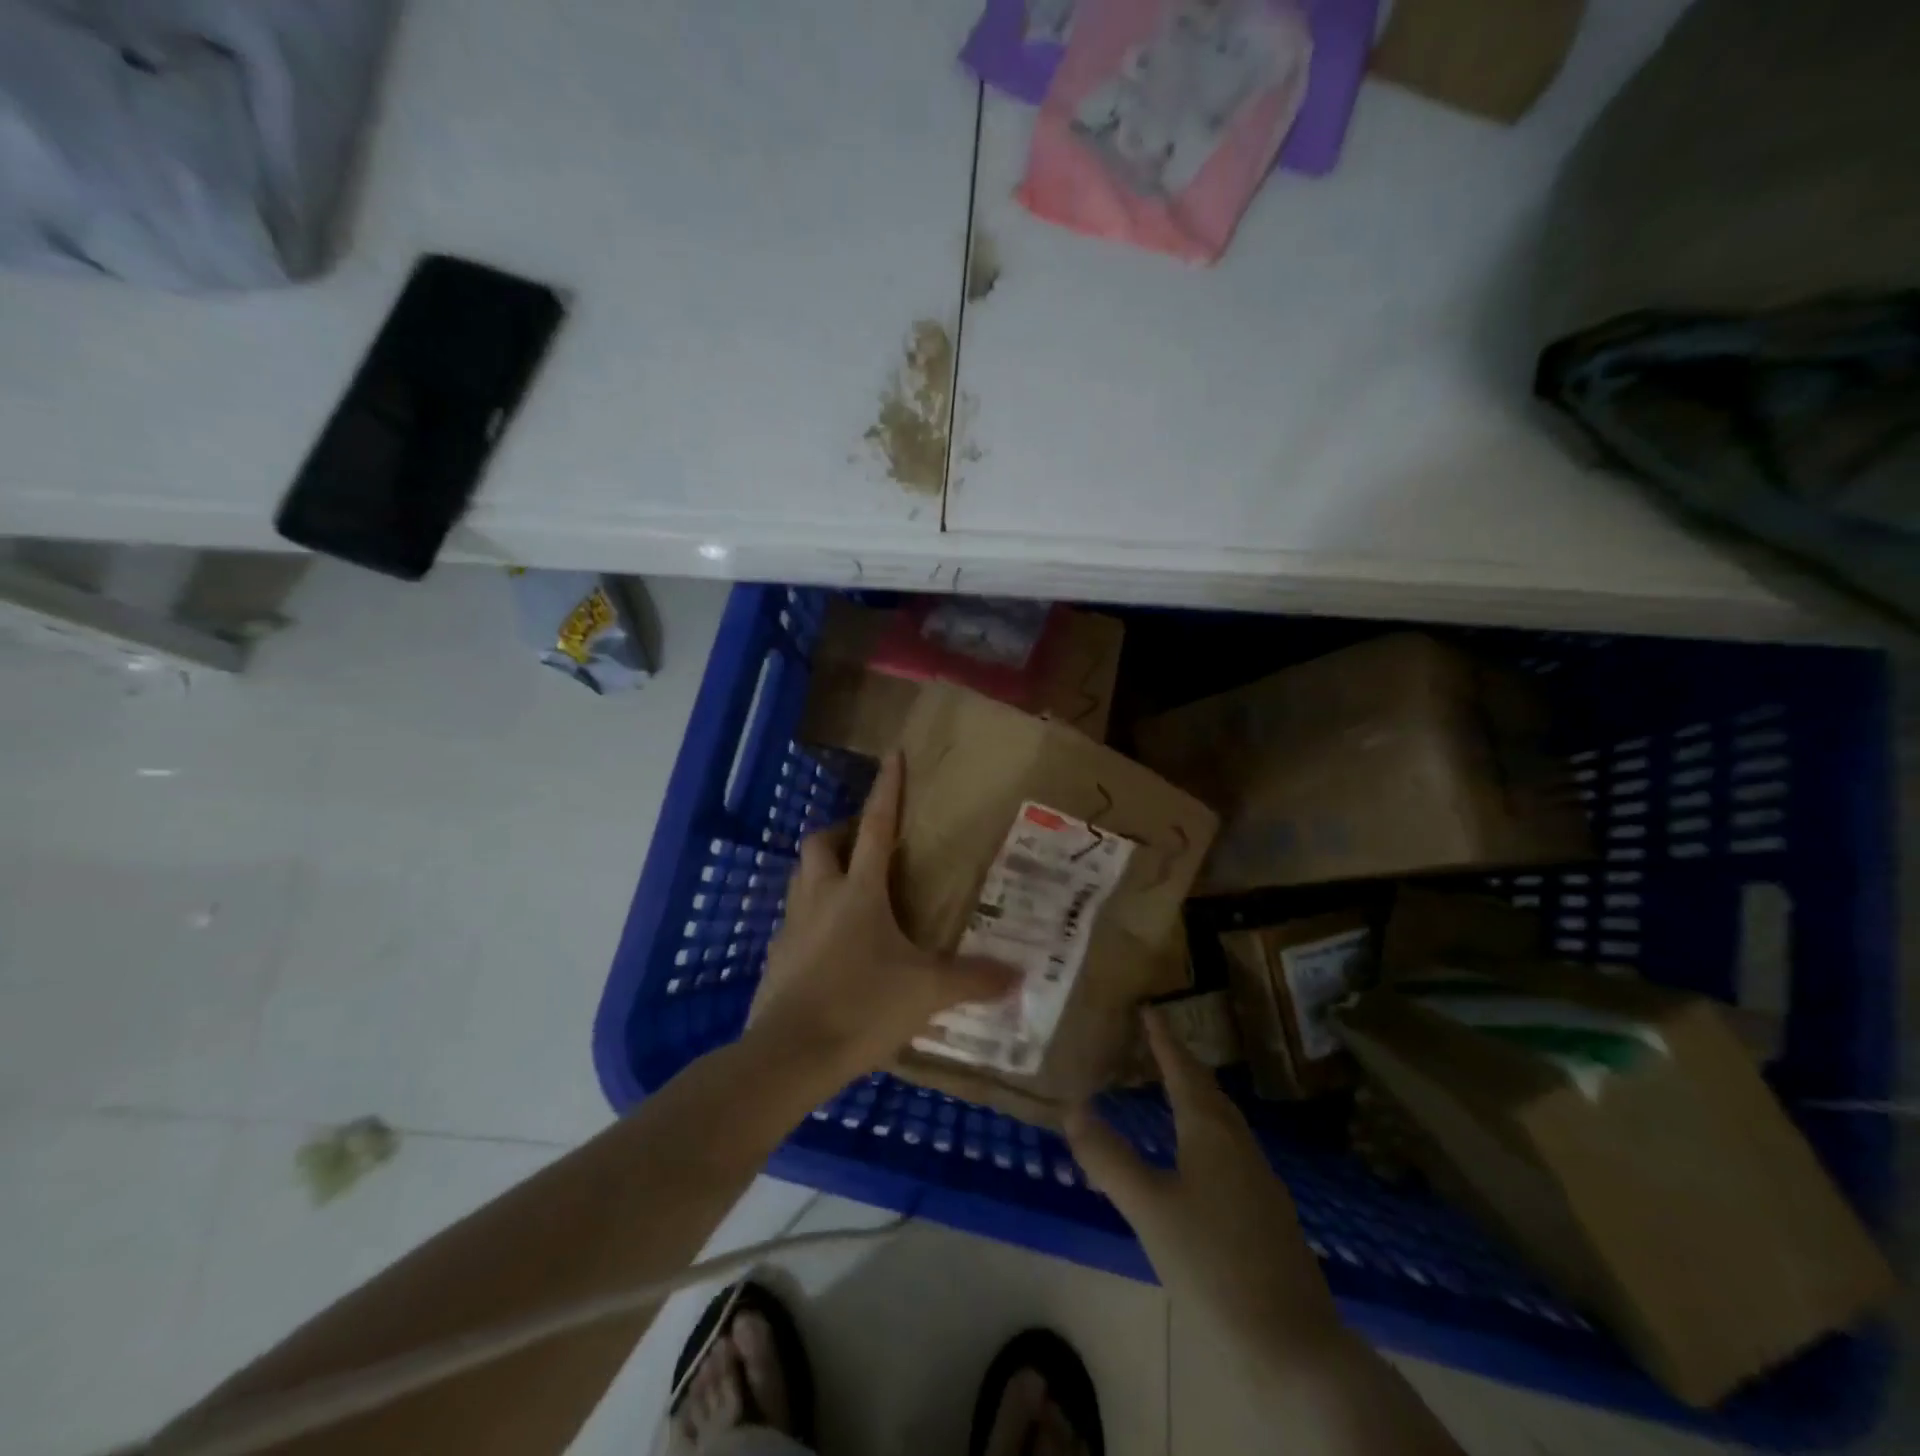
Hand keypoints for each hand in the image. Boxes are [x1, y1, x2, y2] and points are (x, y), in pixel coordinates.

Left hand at [747, 752, 1017, 1080]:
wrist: (790, 1055)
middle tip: (865, 845)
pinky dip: (812, 917)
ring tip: (850, 891)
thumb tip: (1018, 975)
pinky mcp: (776, 956)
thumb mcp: (927, 992)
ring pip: (802, 878)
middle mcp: (820, 896)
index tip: (892, 755)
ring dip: (823, 872)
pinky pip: (793, 920)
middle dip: (841, 832)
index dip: (887, 789)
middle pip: (821, 843)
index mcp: (859, 891)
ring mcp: (791, 925)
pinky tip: (831, 945)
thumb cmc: (862, 1006)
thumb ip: (973, 979)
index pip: (877, 826)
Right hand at [1064, 1009, 1338, 1347]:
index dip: (1163, 1039)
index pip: (1183, 1069)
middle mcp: (1238, 1142)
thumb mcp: (1149, 1209)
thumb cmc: (1213, 1263)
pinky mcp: (1267, 1209)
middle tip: (1154, 1041)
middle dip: (1180, 1061)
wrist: (1293, 1342)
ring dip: (1195, 1094)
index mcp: (1210, 1131)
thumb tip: (1072, 1109)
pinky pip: (1229, 1145)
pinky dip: (1205, 1128)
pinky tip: (1196, 1154)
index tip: (1149, 1008)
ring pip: (1221, 1118)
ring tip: (1171, 1087)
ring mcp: (1258, 1176)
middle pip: (1206, 1089)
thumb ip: (1109, 1159)